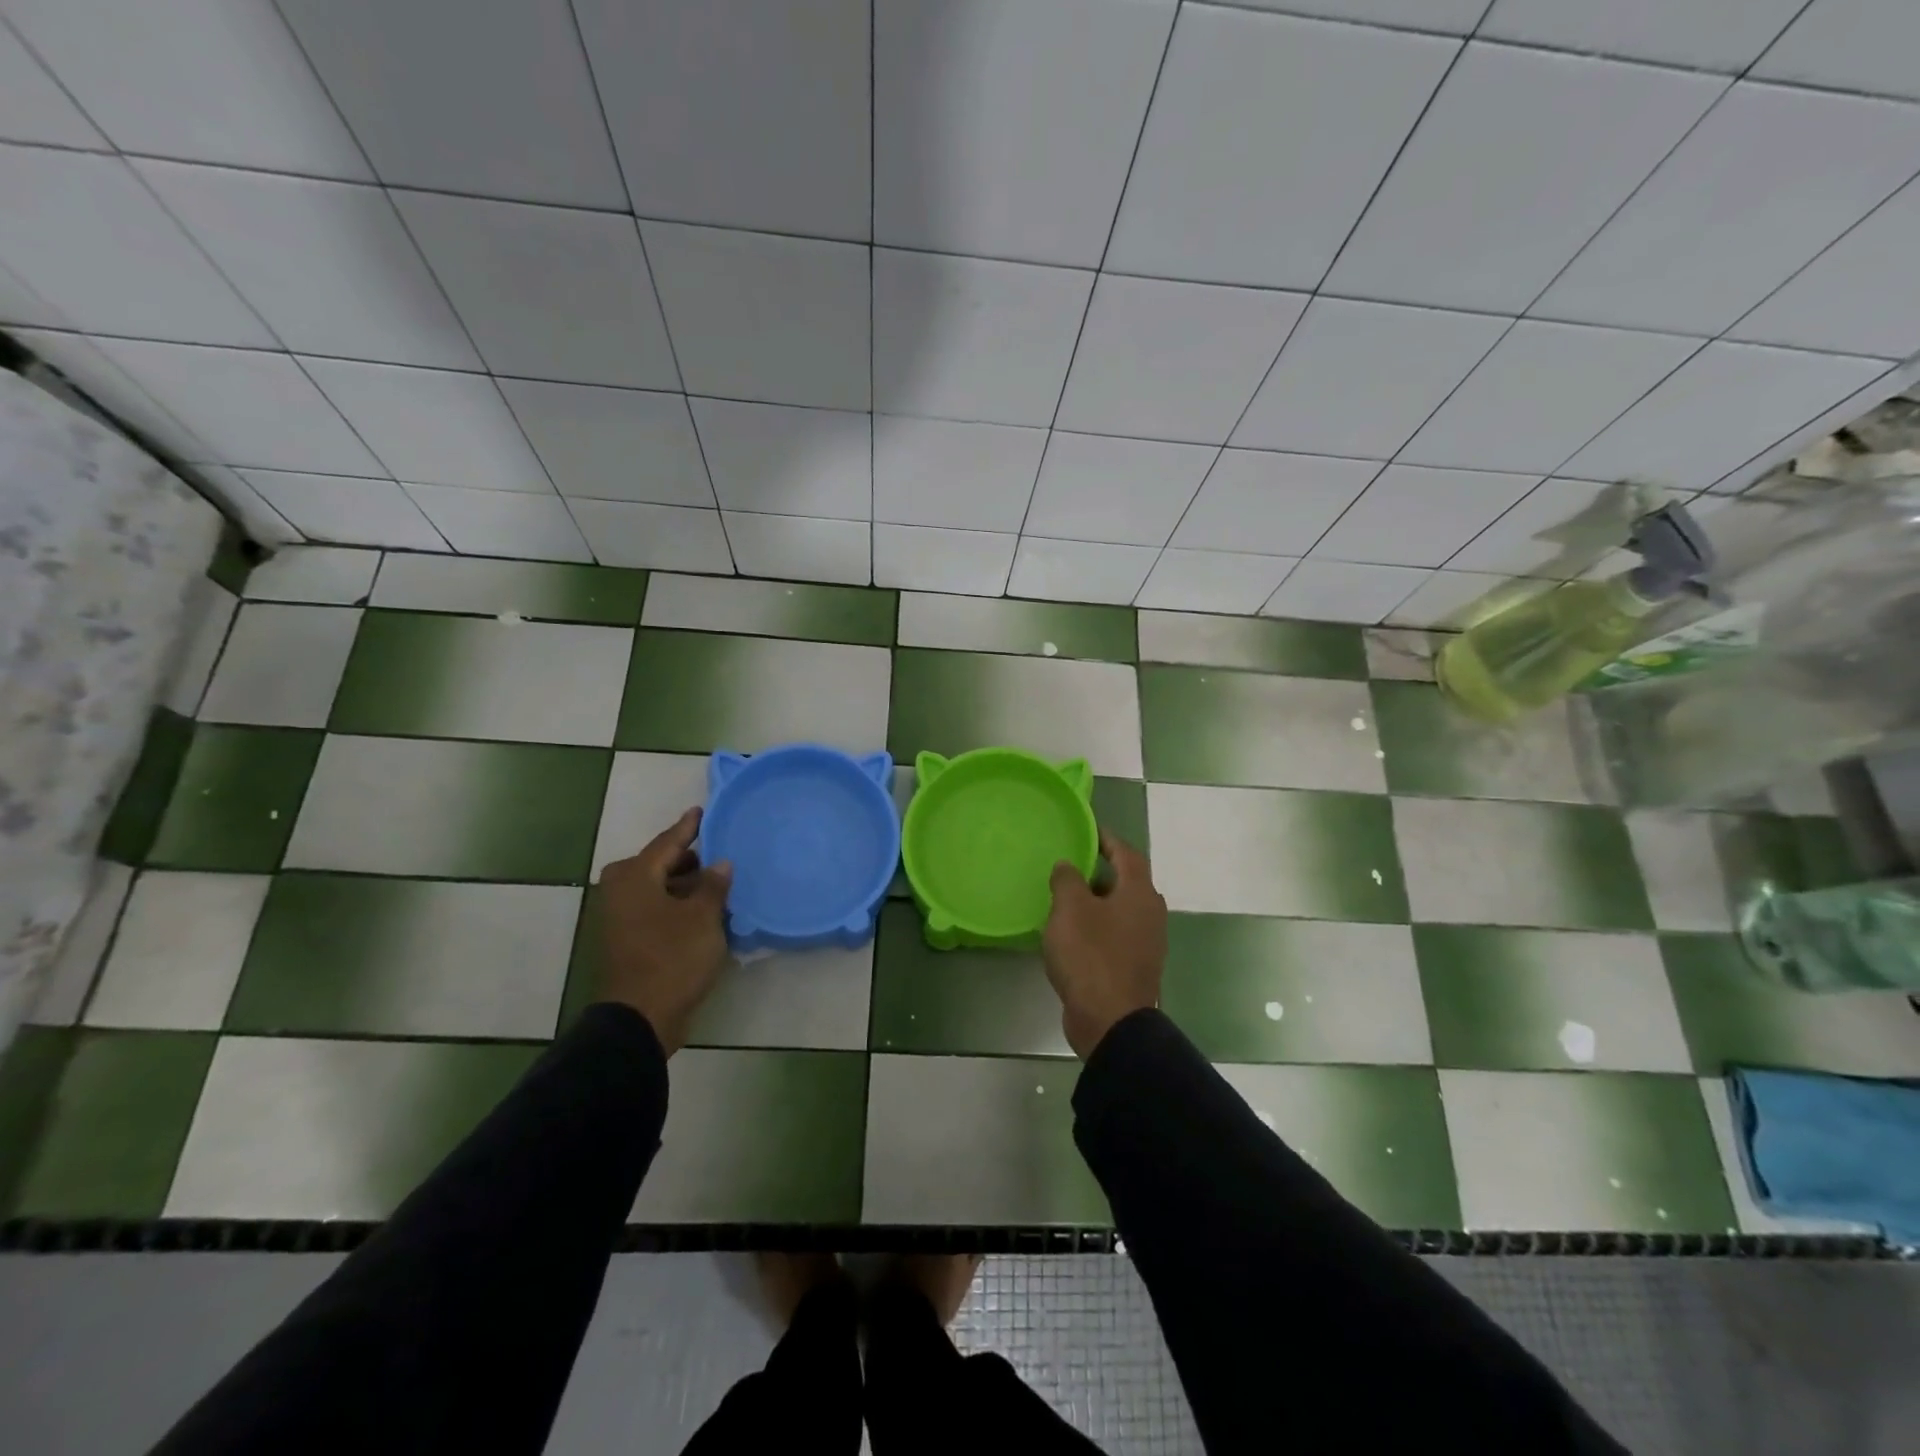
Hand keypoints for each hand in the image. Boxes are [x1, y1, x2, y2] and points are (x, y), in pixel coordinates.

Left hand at [596, 807, 732, 1055]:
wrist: (640, 1018)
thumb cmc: (672, 957)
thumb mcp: (703, 917)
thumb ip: (713, 885)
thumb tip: (720, 864)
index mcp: (635, 877)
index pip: (668, 842)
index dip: (689, 827)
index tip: (702, 810)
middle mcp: (622, 891)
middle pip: (661, 864)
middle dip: (690, 860)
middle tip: (721, 854)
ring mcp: (623, 917)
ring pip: (660, 888)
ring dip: (687, 886)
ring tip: (720, 885)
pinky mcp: (630, 940)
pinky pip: (658, 910)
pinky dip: (679, 906)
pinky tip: (706, 912)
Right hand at [1042, 828, 1167, 1059]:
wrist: (1111, 1021)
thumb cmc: (1091, 955)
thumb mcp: (1070, 909)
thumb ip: (1067, 879)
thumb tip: (1068, 865)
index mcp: (1139, 893)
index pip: (1127, 854)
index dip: (1108, 839)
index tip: (1089, 830)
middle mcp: (1150, 914)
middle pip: (1126, 883)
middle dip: (1099, 873)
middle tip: (1071, 867)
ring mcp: (1146, 943)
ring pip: (1120, 911)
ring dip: (1096, 903)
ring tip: (1065, 901)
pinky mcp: (1135, 967)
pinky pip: (1116, 936)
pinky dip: (1097, 928)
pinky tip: (1072, 935)